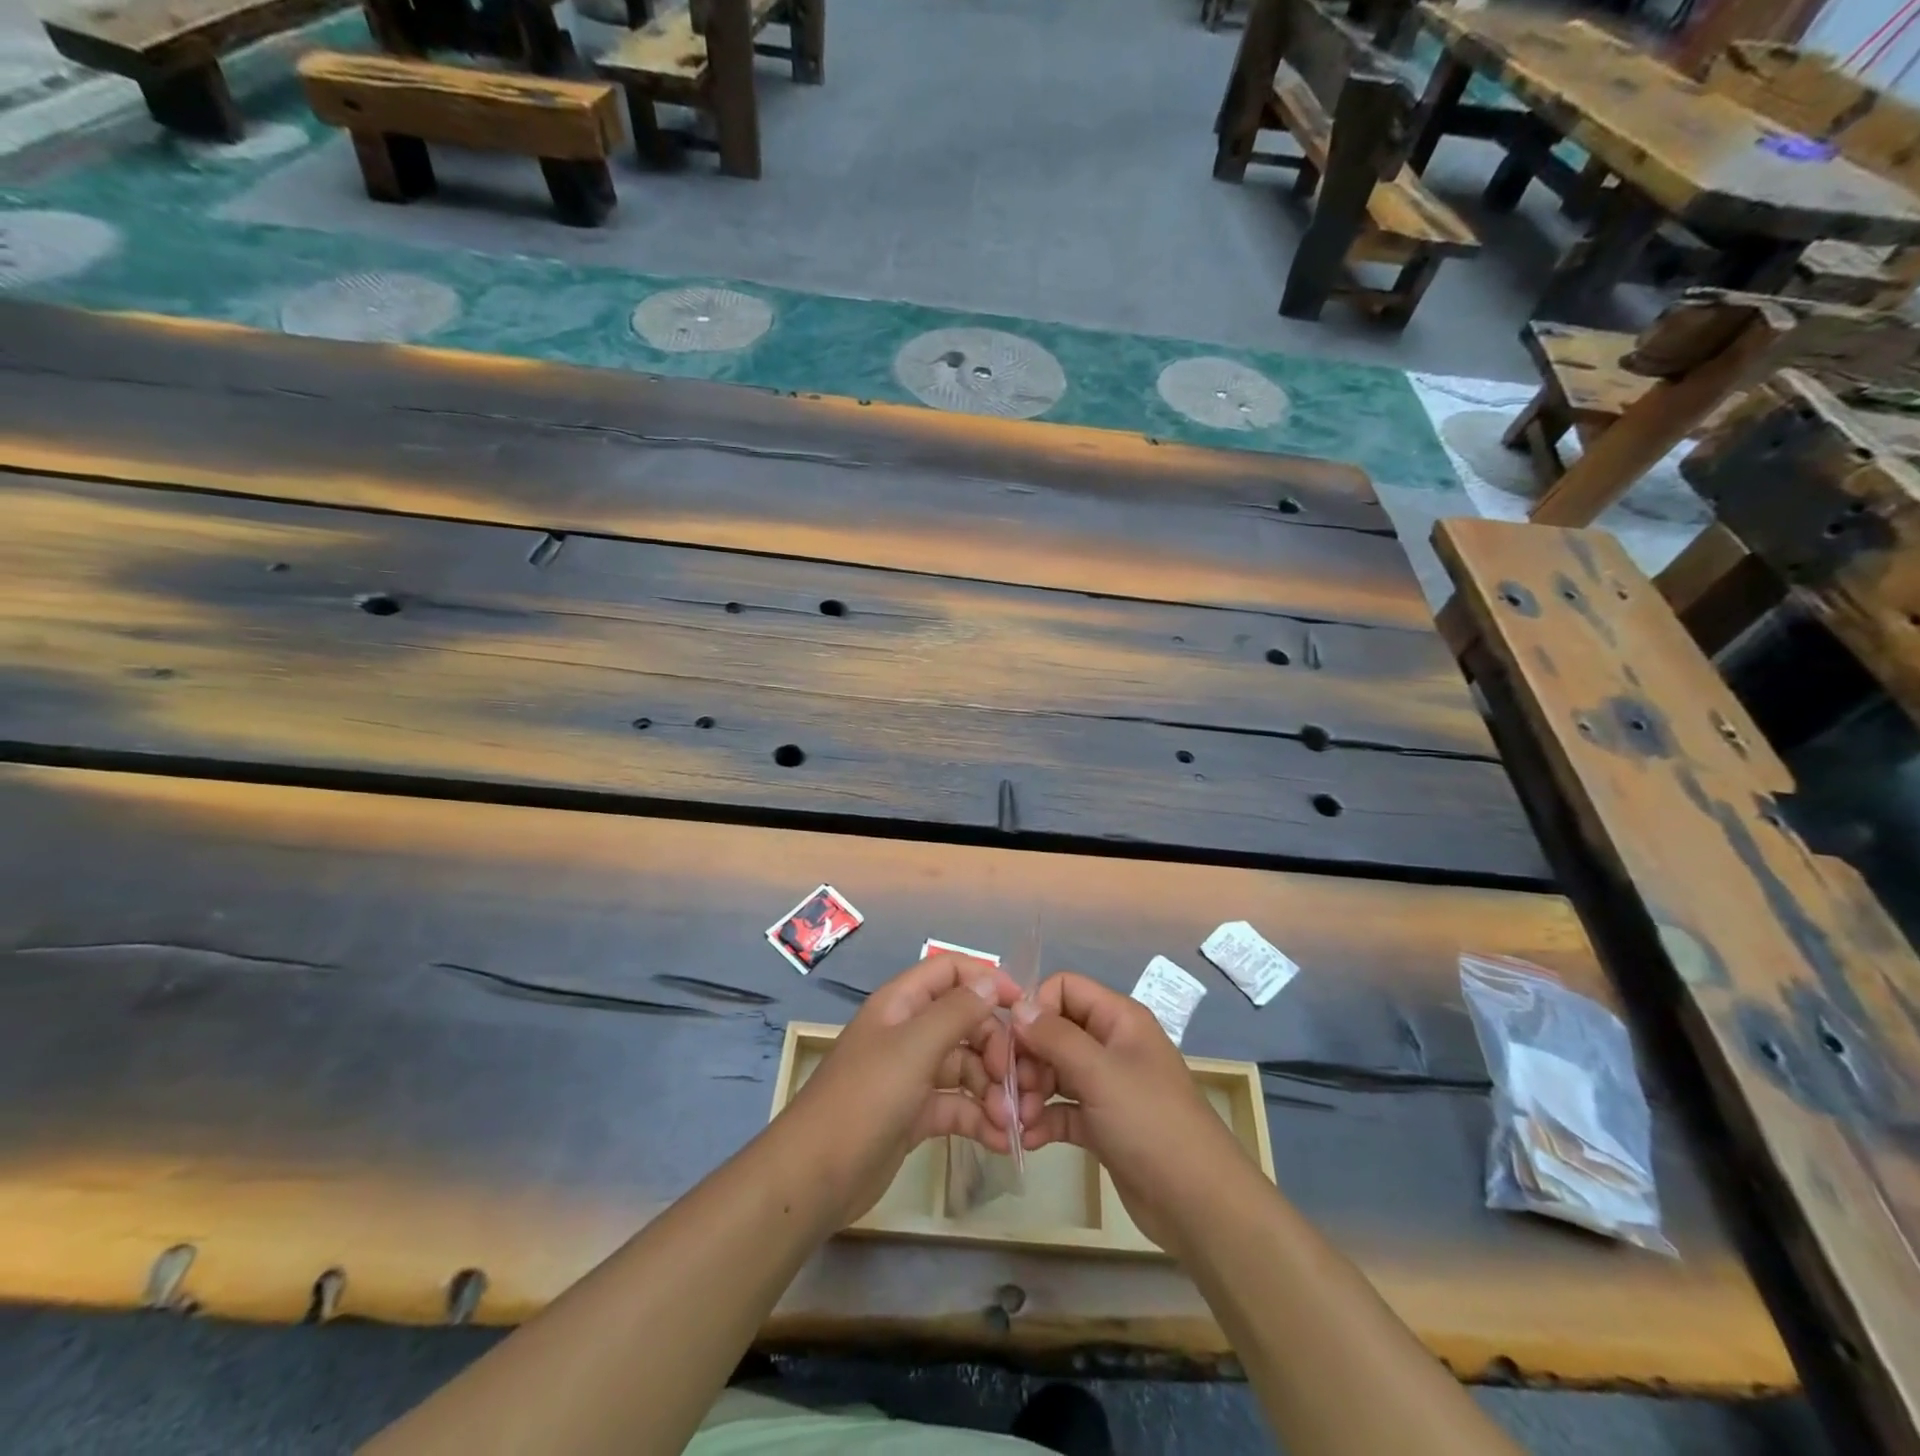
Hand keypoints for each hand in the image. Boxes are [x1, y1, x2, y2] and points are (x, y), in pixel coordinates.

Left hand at [781, 952, 1021, 1228]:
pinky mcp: (915, 1115)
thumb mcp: (914, 1047)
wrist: (815, 1177)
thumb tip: (990, 981)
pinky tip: (1001, 1141)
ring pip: (966, 1067)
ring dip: (992, 1090)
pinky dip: (980, 1118)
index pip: (951, 971)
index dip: (987, 980)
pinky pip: (957, 1106)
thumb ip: (956, 1011)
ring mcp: (912, 1074)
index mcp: (902, 1003)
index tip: (1022, 1008)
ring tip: (1011, 1122)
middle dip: (996, 1049)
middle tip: (1016, 1083)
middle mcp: (908, 1032)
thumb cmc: (865, 1098)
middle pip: (966, 1022)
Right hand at [1003, 971, 1259, 1253]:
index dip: (1035, 1008)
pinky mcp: (1101, 1124)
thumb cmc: (1151, 1123)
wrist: (1198, 1204)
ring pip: (1053, 1072)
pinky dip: (1042, 1120)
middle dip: (1026, 1058)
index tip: (1014, 1042)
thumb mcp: (1099, 1073)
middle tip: (1011, 1090)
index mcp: (1118, 1018)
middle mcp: (1110, 1044)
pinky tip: (1026, 1140)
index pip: (1063, 989)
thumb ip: (1055, 1036)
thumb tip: (1017, 1007)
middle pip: (1053, 1032)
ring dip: (1029, 1092)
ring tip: (1016, 1120)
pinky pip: (1061, 1110)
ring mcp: (1106, 1086)